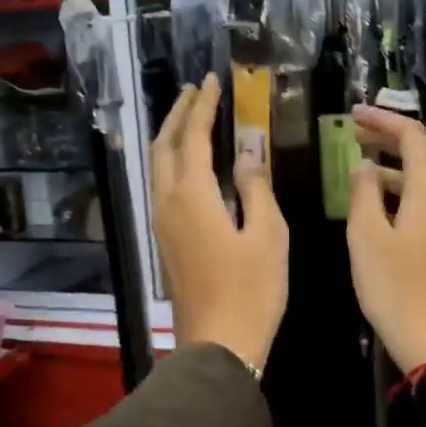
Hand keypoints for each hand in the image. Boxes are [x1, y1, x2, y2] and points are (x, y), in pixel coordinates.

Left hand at [150, 74, 287, 374]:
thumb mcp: (268, 234)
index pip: (193, 137)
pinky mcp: (166, 242)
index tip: (211, 81)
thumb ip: (256, 188)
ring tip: (190, 119)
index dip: (202, 106)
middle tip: (194, 92)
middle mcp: (168, 204)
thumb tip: (248, 154)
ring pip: (157, 168)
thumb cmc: (252, 290)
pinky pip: (162, 188)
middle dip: (177, 115)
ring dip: (171, 138)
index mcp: (192, 196)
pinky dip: (173, 163)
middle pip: (164, 147)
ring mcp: (162, 225)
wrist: (219, 345)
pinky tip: (191, 166)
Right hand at [346, 106, 425, 372]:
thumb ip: (364, 192)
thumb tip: (365, 166)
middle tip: (356, 132)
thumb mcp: (366, 236)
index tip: (353, 115)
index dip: (382, 120)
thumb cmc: (397, 286)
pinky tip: (384, 199)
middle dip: (391, 136)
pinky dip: (408, 185)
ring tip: (364, 161)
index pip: (412, 135)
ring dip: (399, 162)